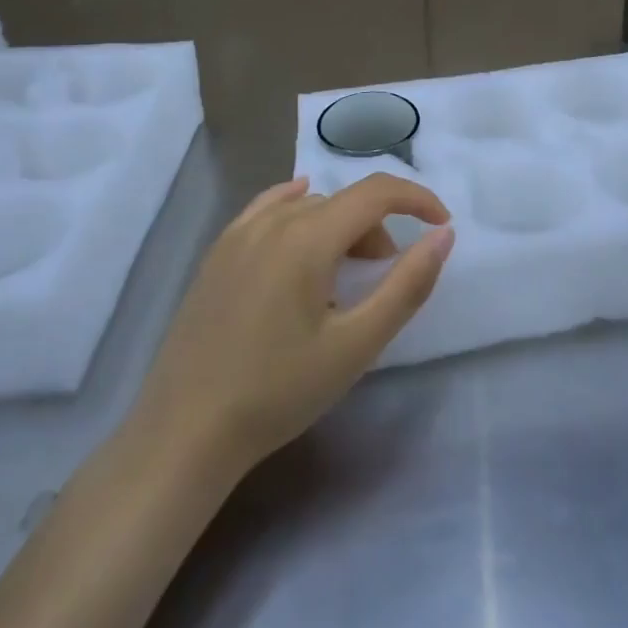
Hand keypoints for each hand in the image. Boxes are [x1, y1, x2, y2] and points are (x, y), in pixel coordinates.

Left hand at [125, 175, 453, 475]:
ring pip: (309, 208)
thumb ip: (407, 285)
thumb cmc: (277, 392)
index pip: (376, 192)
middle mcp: (273, 221)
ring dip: (341, 227)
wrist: (184, 434)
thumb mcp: (355, 345)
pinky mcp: (218, 253)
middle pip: (343, 202)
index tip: (440, 225)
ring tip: (344, 277)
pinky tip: (300, 219)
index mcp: (308, 237)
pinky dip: (298, 208)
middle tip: (385, 277)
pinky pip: (268, 209)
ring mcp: (239, 234)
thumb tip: (444, 235)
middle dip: (378, 229)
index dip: (416, 199)